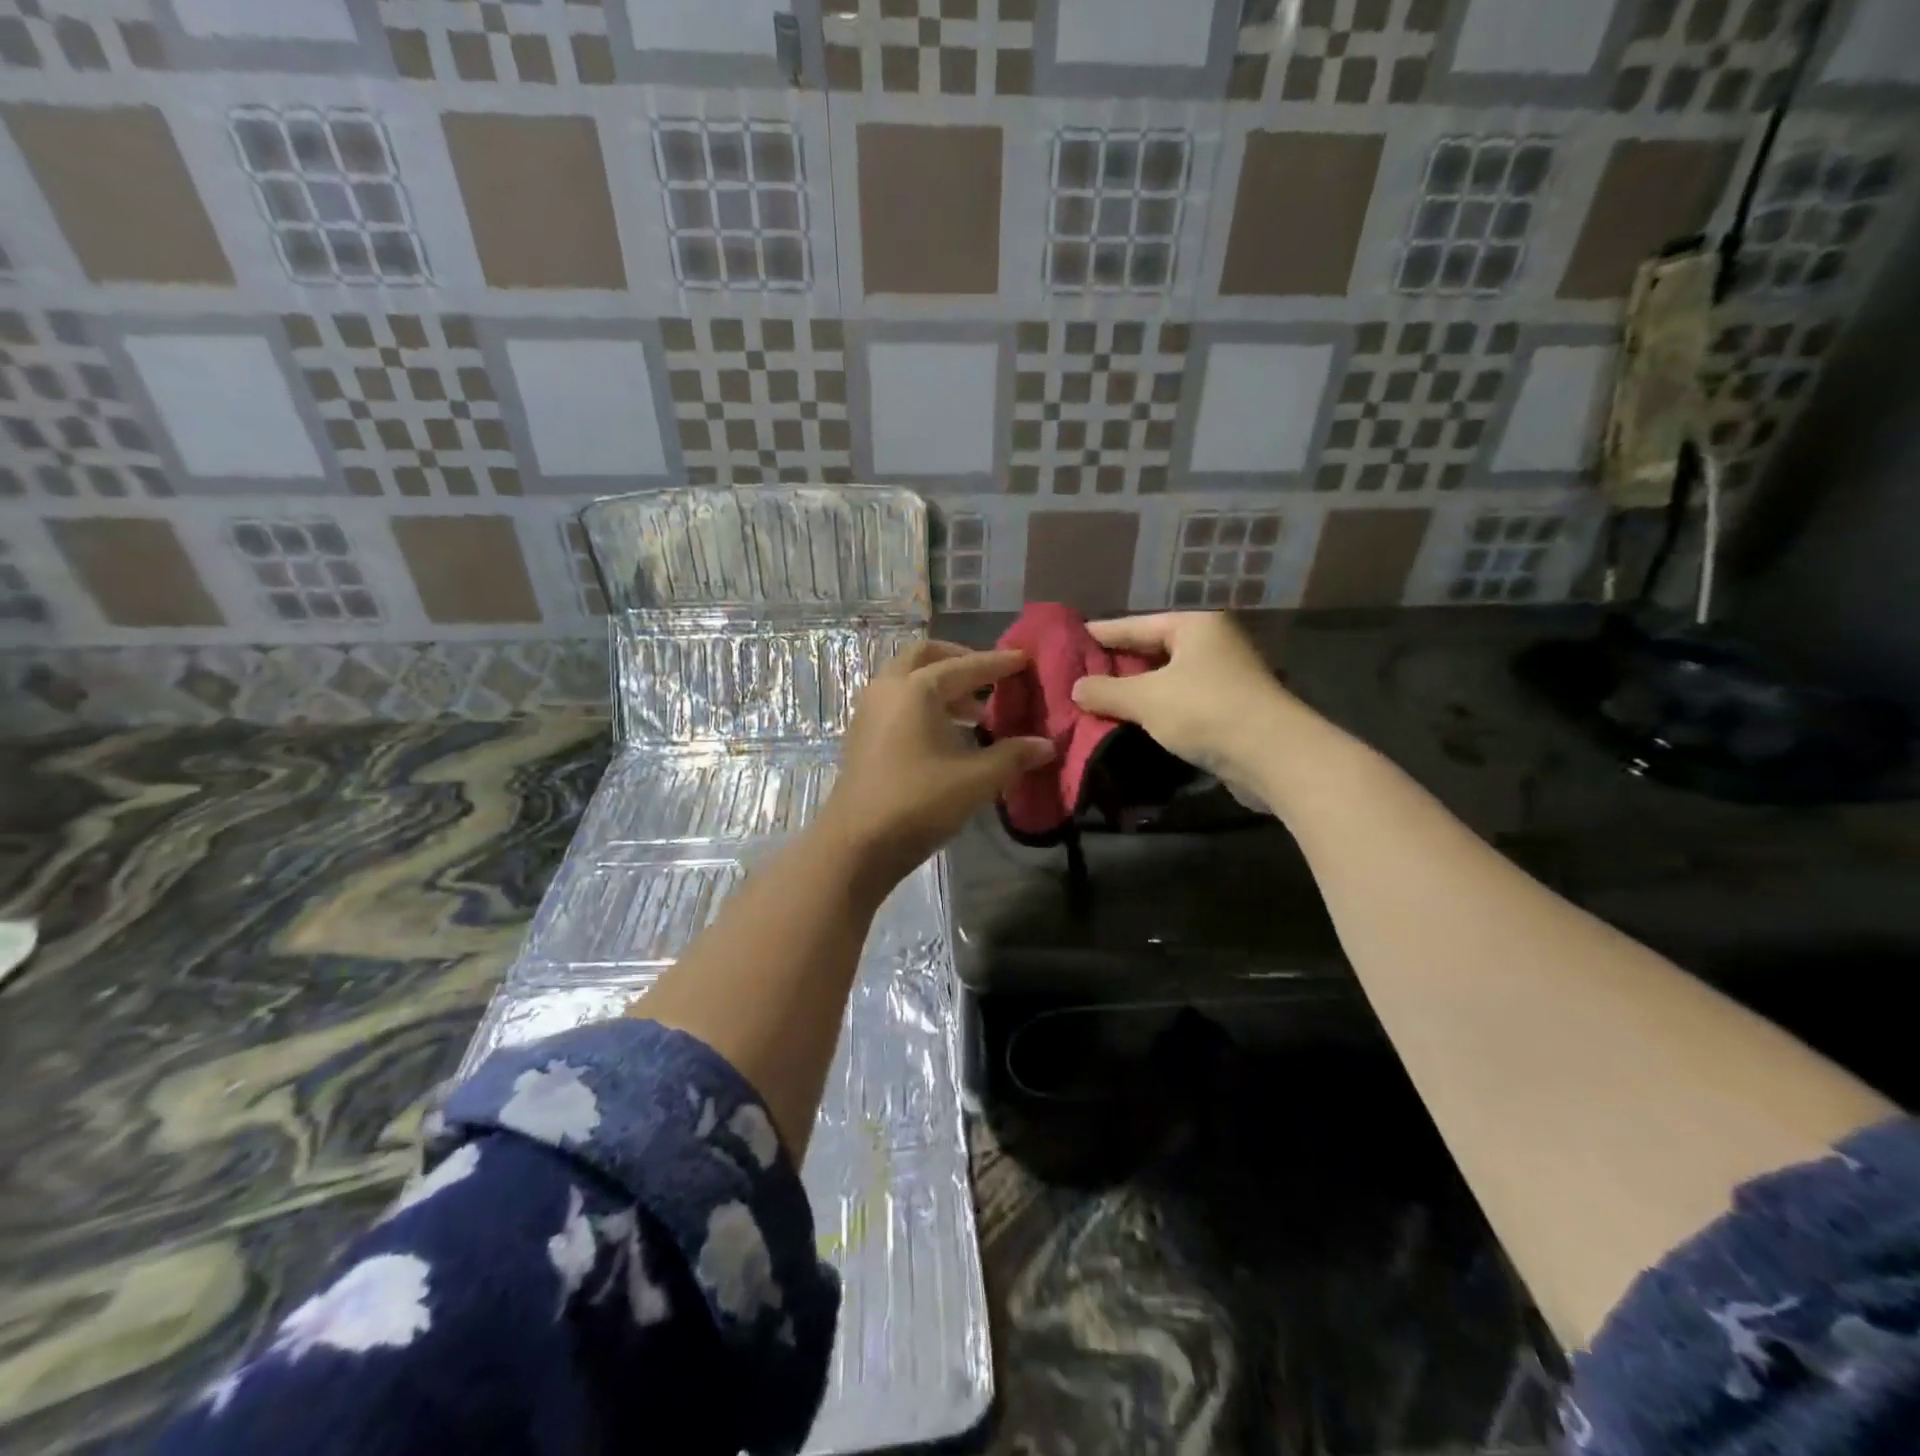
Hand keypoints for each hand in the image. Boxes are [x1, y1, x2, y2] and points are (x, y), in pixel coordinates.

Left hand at [816, 641, 1053, 897]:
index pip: (965, 667)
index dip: (998, 663)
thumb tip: (1046, 744)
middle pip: (926, 657)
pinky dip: (924, 704)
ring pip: (908, 680)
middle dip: (960, 661)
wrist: (857, 843)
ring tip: (976, 713)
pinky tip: (948, 734)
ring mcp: (870, 711)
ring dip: (942, 686)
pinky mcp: (862, 735)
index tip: (1023, 659)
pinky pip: (898, 702)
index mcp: (916, 689)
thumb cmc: (918, 803)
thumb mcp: (975, 780)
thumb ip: (1013, 756)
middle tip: (990, 677)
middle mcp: (889, 689)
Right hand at [1069, 612, 1297, 785]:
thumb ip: (1106, 691)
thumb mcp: (1146, 699)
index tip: (1071, 638)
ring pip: (1167, 678)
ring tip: (1096, 699)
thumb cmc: (1206, 710)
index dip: (1102, 633)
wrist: (1273, 756)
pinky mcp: (1230, 708)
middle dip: (1117, 664)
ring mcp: (1224, 676)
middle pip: (1153, 650)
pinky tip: (1130, 721)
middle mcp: (1212, 643)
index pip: (1137, 624)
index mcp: (1195, 625)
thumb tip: (1076, 689)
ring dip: (1135, 691)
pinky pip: (1180, 701)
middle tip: (1078, 673)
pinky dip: (1156, 709)